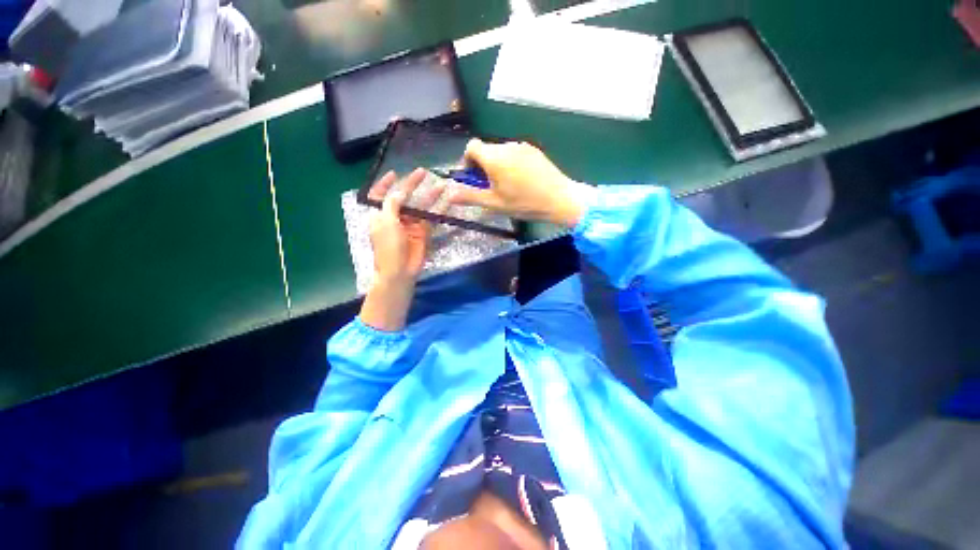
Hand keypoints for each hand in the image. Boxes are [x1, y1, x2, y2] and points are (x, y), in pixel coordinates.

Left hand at [367, 168, 445, 283]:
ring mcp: (410, 225)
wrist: (400, 270)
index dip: (385, 183)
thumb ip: (392, 204)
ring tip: (441, 185)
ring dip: (429, 196)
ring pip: (420, 207)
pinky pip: (431, 218)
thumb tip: (399, 191)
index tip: (394, 173)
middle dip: (412, 185)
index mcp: (380, 215)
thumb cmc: (387, 247)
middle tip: (423, 172)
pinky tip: (446, 201)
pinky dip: (439, 210)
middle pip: (403, 197)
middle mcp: (395, 218)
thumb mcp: (386, 222)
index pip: (380, 195)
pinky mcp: (423, 233)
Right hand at [447, 139, 595, 227]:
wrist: (560, 198)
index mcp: (494, 157)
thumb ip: (470, 196)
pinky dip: (510, 163)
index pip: (471, 147)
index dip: (467, 161)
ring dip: (497, 165)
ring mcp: (522, 146)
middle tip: (490, 187)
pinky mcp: (534, 150)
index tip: (473, 178)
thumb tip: (449, 194)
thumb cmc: (524, 203)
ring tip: (507, 186)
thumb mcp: (494, 203)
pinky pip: (515, 153)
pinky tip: (521, 180)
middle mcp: (506, 146)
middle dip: (482, 166)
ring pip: (500, 152)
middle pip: (486, 150)